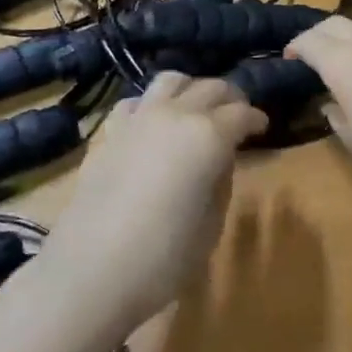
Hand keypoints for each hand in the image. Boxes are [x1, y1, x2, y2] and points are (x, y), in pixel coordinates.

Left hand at [39, 74, 264, 335]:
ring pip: (172, 80)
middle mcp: (176, 114)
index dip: (256, 119)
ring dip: (191, 89)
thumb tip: (219, 160)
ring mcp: (139, 118)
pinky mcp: (110, 131)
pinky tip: (153, 124)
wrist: (89, 271)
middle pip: (211, 88)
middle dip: (230, 98)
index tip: (262, 127)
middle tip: (238, 114)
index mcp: (209, 136)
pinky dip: (151, 105)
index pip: (242, 113)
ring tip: (197, 108)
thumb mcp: (211, 227)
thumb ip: (221, 184)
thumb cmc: (162, 258)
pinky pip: (136, 102)